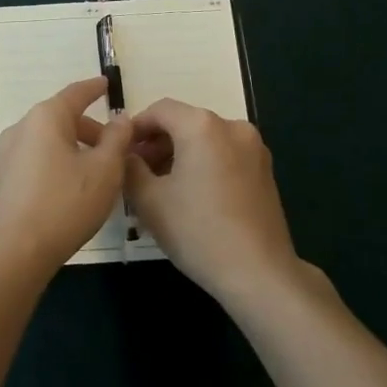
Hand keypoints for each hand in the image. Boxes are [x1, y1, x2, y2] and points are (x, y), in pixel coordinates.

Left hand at [0, 77, 131, 280]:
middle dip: (89, 130)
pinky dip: (56, 164)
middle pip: (62, 119)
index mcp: (46, 117)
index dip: (94, 89)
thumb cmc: (64, 204)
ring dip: (73, 150)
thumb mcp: (104, 171)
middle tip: (115, 148)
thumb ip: (117, 139)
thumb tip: (121, 118)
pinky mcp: (2, 180)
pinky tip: (70, 190)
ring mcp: (7, 154)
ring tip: (95, 173)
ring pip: (48, 142)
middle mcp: (22, 127)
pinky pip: (36, 161)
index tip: (106, 83)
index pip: (75, 94)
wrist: (13, 253)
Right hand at [125, 99, 300, 308]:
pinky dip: (203, 165)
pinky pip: (224, 155)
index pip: (159, 110)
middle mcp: (231, 126)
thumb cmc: (198, 232)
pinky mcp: (265, 171)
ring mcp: (253, 148)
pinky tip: (191, 196)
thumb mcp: (149, 201)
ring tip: (161, 188)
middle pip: (184, 123)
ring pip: (205, 140)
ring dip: (180, 155)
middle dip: (157, 144)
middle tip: (137, 173)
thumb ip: (130, 168)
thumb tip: (126, 155)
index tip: (121, 152)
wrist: (260, 276)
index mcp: (202, 125)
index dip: (136, 128)